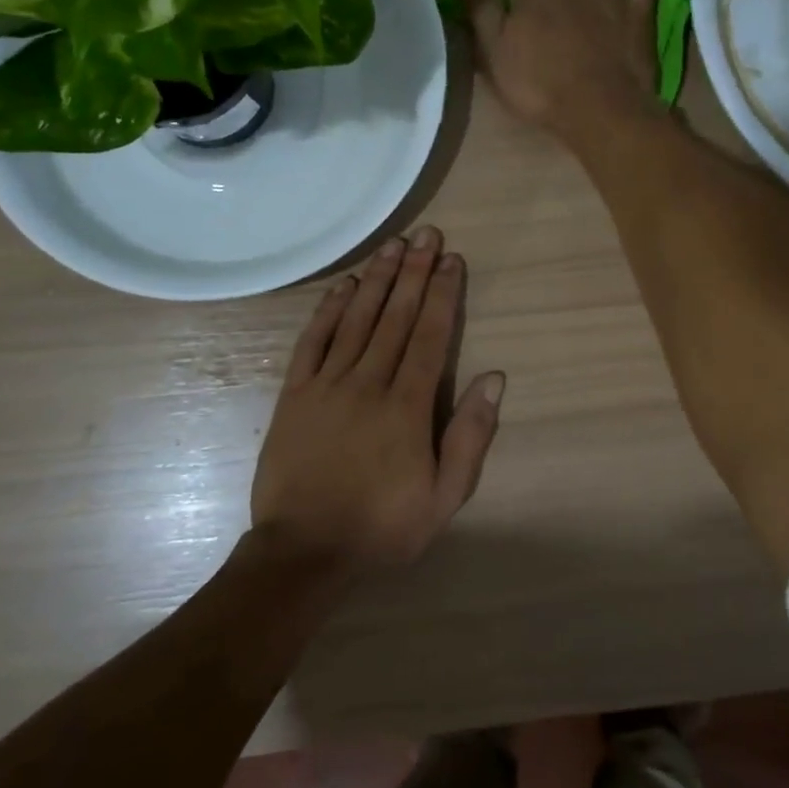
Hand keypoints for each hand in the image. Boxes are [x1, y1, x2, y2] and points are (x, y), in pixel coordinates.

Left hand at [249, 226, 504, 580]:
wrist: (304, 552)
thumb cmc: (383, 527)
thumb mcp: (444, 496)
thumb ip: (470, 435)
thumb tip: (494, 378)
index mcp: (408, 406)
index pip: (430, 336)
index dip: (443, 294)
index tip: (452, 260)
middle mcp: (369, 383)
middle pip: (396, 317)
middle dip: (415, 273)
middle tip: (426, 235)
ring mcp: (327, 385)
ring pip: (357, 320)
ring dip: (377, 280)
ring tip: (392, 246)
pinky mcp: (294, 395)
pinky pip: (312, 342)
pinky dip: (328, 311)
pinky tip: (343, 287)